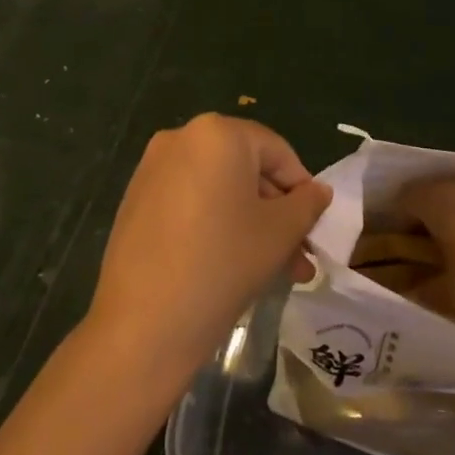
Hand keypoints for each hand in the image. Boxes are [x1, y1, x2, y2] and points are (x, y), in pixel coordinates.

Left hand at [86, 114, 331, 389]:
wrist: (143, 322)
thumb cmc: (223, 263)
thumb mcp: (280, 233)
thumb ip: (307, 204)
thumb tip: (318, 191)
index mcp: (217, 133)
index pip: (277, 151)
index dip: (302, 189)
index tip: (314, 228)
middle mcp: (180, 138)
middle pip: (246, 170)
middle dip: (277, 213)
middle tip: (299, 257)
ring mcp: (152, 169)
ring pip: (219, 190)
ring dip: (251, 223)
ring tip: (275, 271)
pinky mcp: (136, 199)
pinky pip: (191, 202)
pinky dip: (215, 224)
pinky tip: (231, 264)